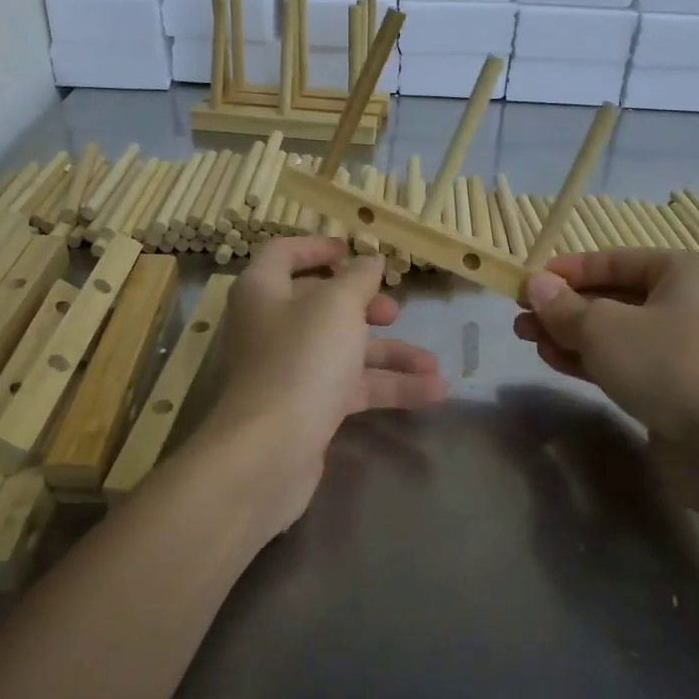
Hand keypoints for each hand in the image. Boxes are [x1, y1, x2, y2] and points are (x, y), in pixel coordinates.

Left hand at [205, 237, 445, 533]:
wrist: (271, 451)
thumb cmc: (301, 359)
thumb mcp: (338, 306)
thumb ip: (359, 279)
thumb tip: (369, 260)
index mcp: (264, 290)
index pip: (283, 254)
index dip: (317, 247)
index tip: (354, 250)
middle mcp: (272, 326)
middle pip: (320, 304)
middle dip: (364, 306)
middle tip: (394, 312)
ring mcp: (289, 368)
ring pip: (344, 349)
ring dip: (389, 354)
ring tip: (434, 364)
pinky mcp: (307, 406)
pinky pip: (350, 385)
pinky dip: (387, 386)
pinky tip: (432, 392)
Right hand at [512, 250, 698, 458]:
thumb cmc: (666, 364)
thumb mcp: (602, 327)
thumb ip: (563, 306)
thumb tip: (535, 284)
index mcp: (684, 271)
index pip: (615, 260)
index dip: (568, 270)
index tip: (528, 281)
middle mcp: (689, 303)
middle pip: (613, 297)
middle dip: (564, 307)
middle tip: (520, 316)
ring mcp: (685, 347)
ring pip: (615, 332)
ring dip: (570, 334)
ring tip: (527, 338)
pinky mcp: (676, 386)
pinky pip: (625, 361)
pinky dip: (590, 359)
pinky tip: (553, 360)